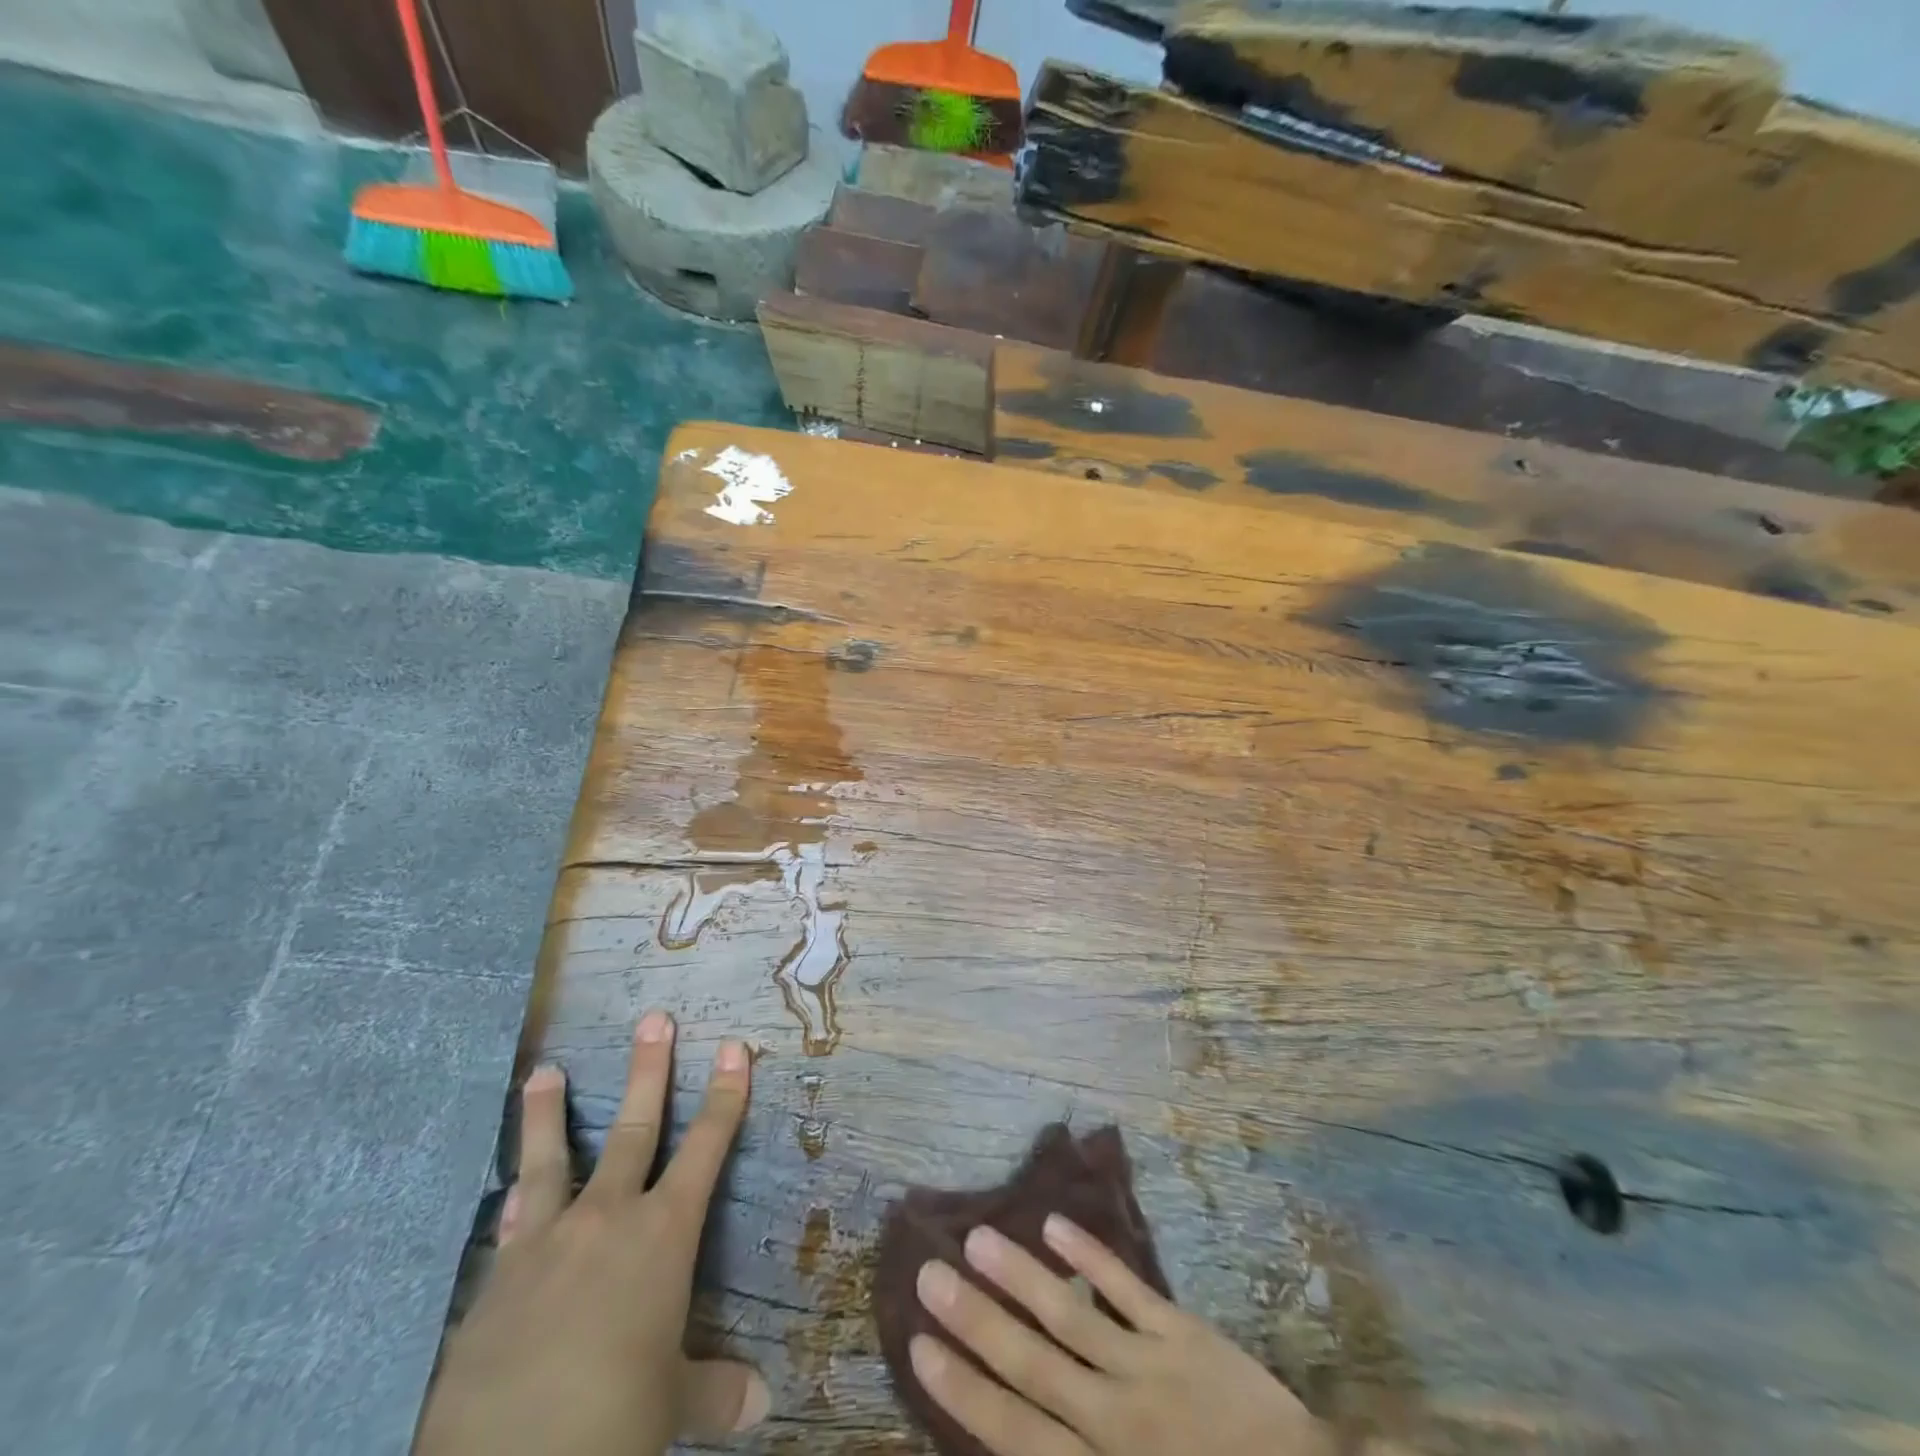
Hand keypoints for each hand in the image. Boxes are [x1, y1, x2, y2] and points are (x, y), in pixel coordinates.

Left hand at [415, 1011, 766, 1455]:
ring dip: (548, 1113)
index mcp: (663, 1235)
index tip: (734, 1048)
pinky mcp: (496, 1280)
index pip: (707, 1147)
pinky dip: (515, 1203)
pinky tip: (509, 1192)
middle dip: (649, 1071)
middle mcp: (608, 1218)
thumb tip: (763, 1404)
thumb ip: (716, 1392)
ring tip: (543, 1071)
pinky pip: (511, 1226)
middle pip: (635, 1128)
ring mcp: (547, 1242)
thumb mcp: (671, 1407)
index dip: (725, 1096)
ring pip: (552, 1159)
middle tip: (654, 1020)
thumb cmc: (611, 1424)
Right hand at [910, 1214, 1329, 1455]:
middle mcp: (1115, 1421)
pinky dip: (1090, 1256)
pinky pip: (1128, 1288)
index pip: (1016, 1431)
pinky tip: (1054, 1224)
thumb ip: (1072, 1454)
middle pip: (1032, 1365)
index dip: (965, 1389)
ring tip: (977, 1237)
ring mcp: (1149, 1368)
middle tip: (929, 1275)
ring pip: (1070, 1316)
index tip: (920, 1346)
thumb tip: (1016, 1434)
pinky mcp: (1183, 1332)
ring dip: (1020, 1275)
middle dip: (975, 1320)